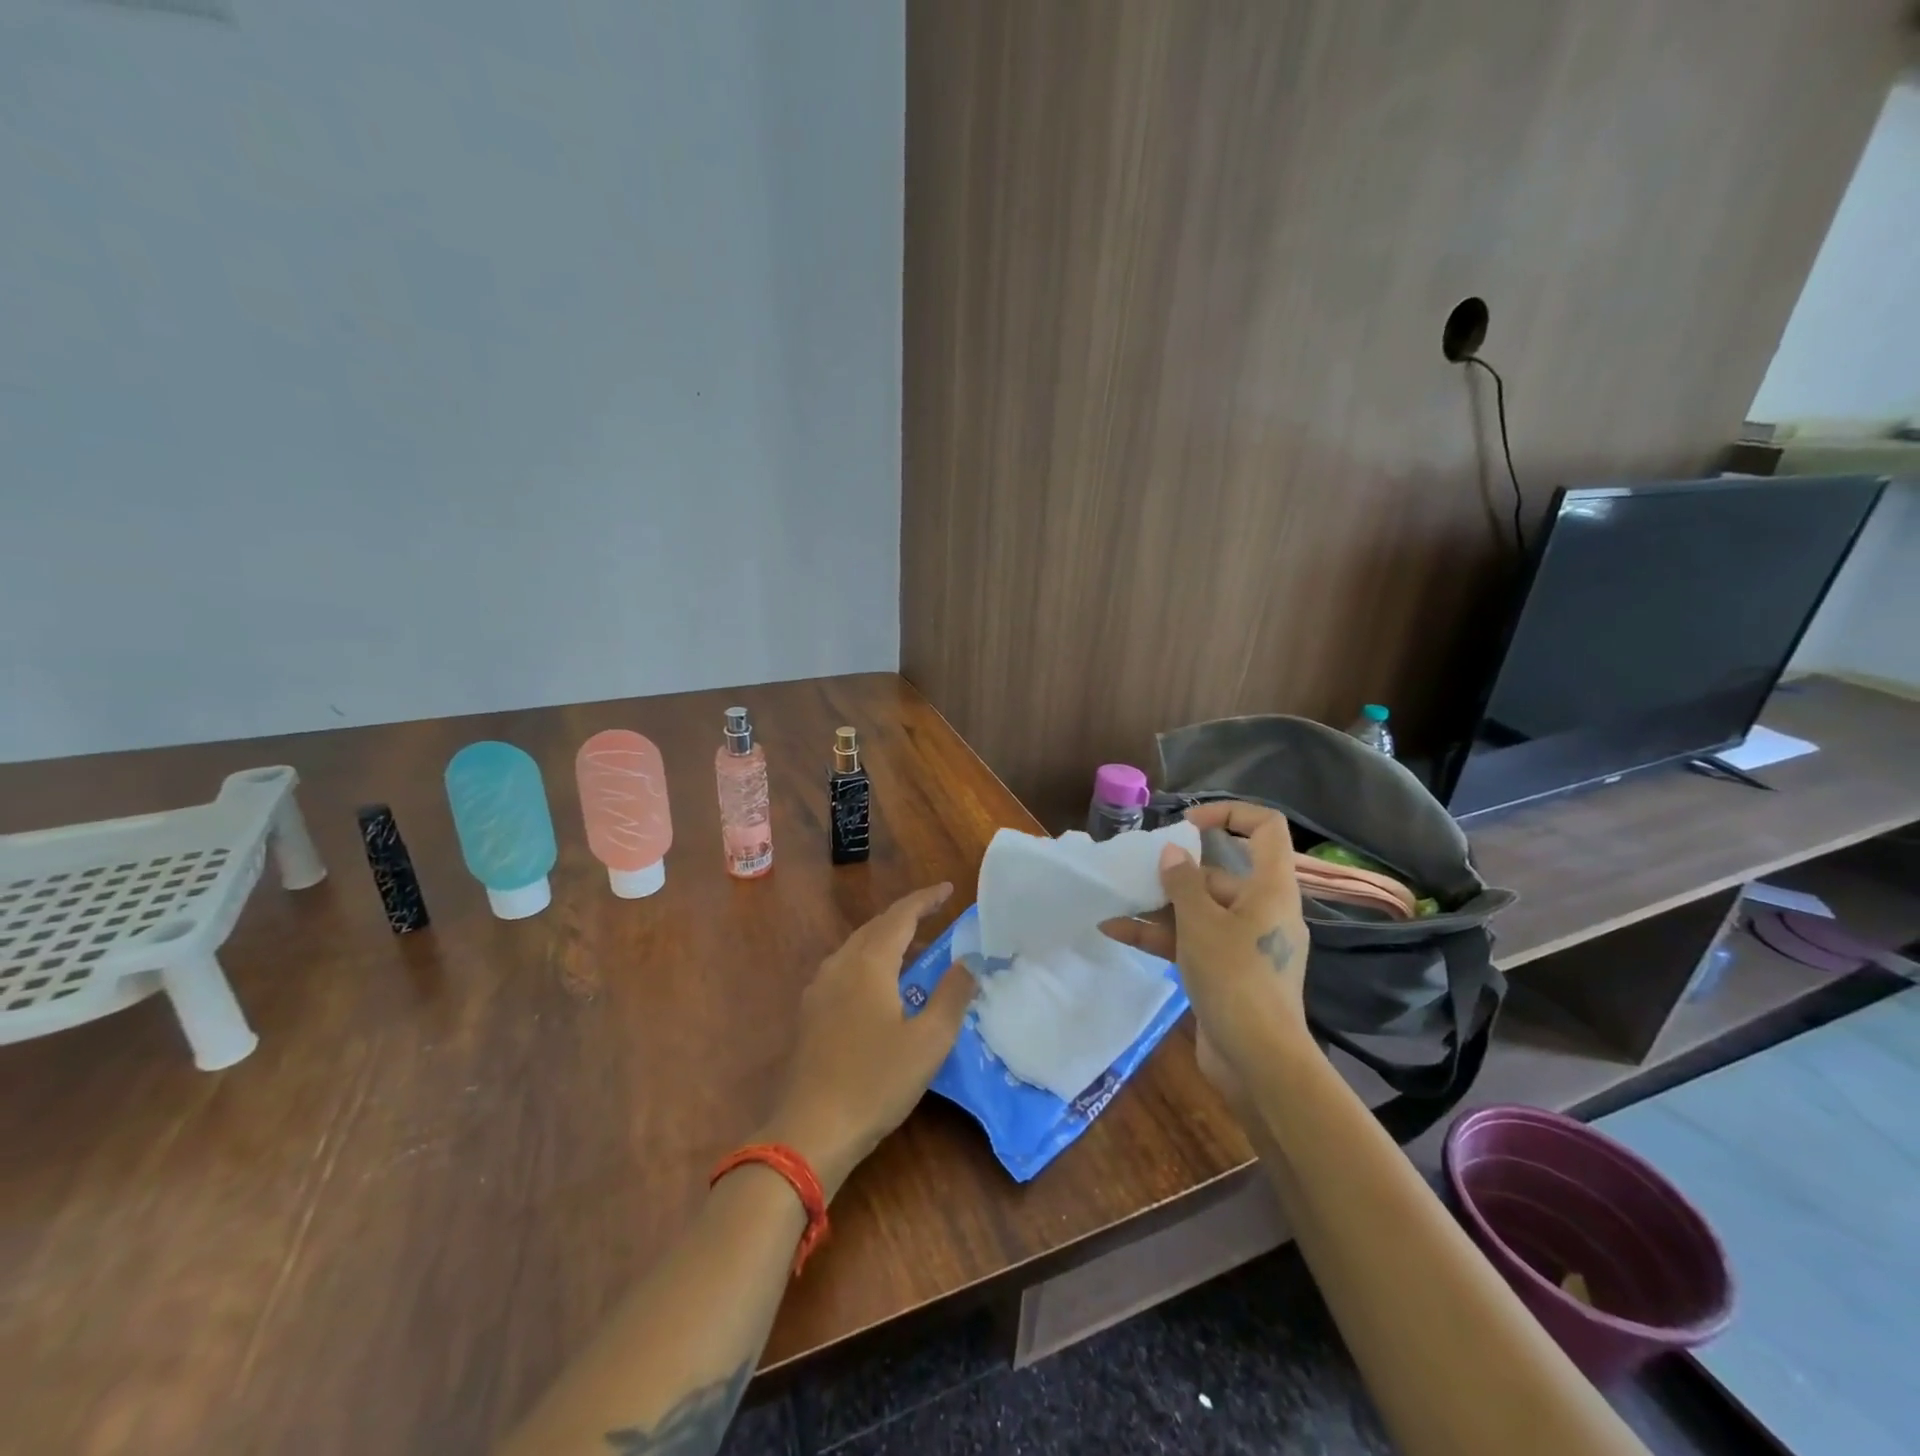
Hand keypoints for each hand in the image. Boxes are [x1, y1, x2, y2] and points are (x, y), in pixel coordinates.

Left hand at [761, 884, 973, 1198]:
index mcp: (869, 963)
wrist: (810, 1131)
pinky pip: (845, 968)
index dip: (925, 900)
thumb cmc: (876, 1081)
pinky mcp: (811, 1012)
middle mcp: (840, 965)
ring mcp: (819, 989)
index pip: (901, 916)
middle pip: (876, 927)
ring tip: (915, 949)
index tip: (948, 889)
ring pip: (858, 947)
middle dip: (907, 917)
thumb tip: (969, 962)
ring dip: (887, 940)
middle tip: (936, 915)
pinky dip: (871, 962)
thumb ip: (952, 995)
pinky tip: (882, 986)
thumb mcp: (929, 1041)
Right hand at [1101, 803, 1313, 1105]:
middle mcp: (1263, 910)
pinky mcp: (1228, 972)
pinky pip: (1193, 941)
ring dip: (1159, 906)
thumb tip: (1173, 851)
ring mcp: (1245, 944)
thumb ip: (1182, 881)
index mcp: (1271, 889)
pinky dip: (1159, 936)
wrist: (1258, 1062)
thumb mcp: (1200, 922)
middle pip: (1220, 874)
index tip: (1187, 823)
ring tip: (1117, 900)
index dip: (1228, 813)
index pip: (1265, 829)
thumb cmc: (1235, 978)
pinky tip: (1117, 932)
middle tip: (1137, 872)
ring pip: (1200, 910)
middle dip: (1176, 873)